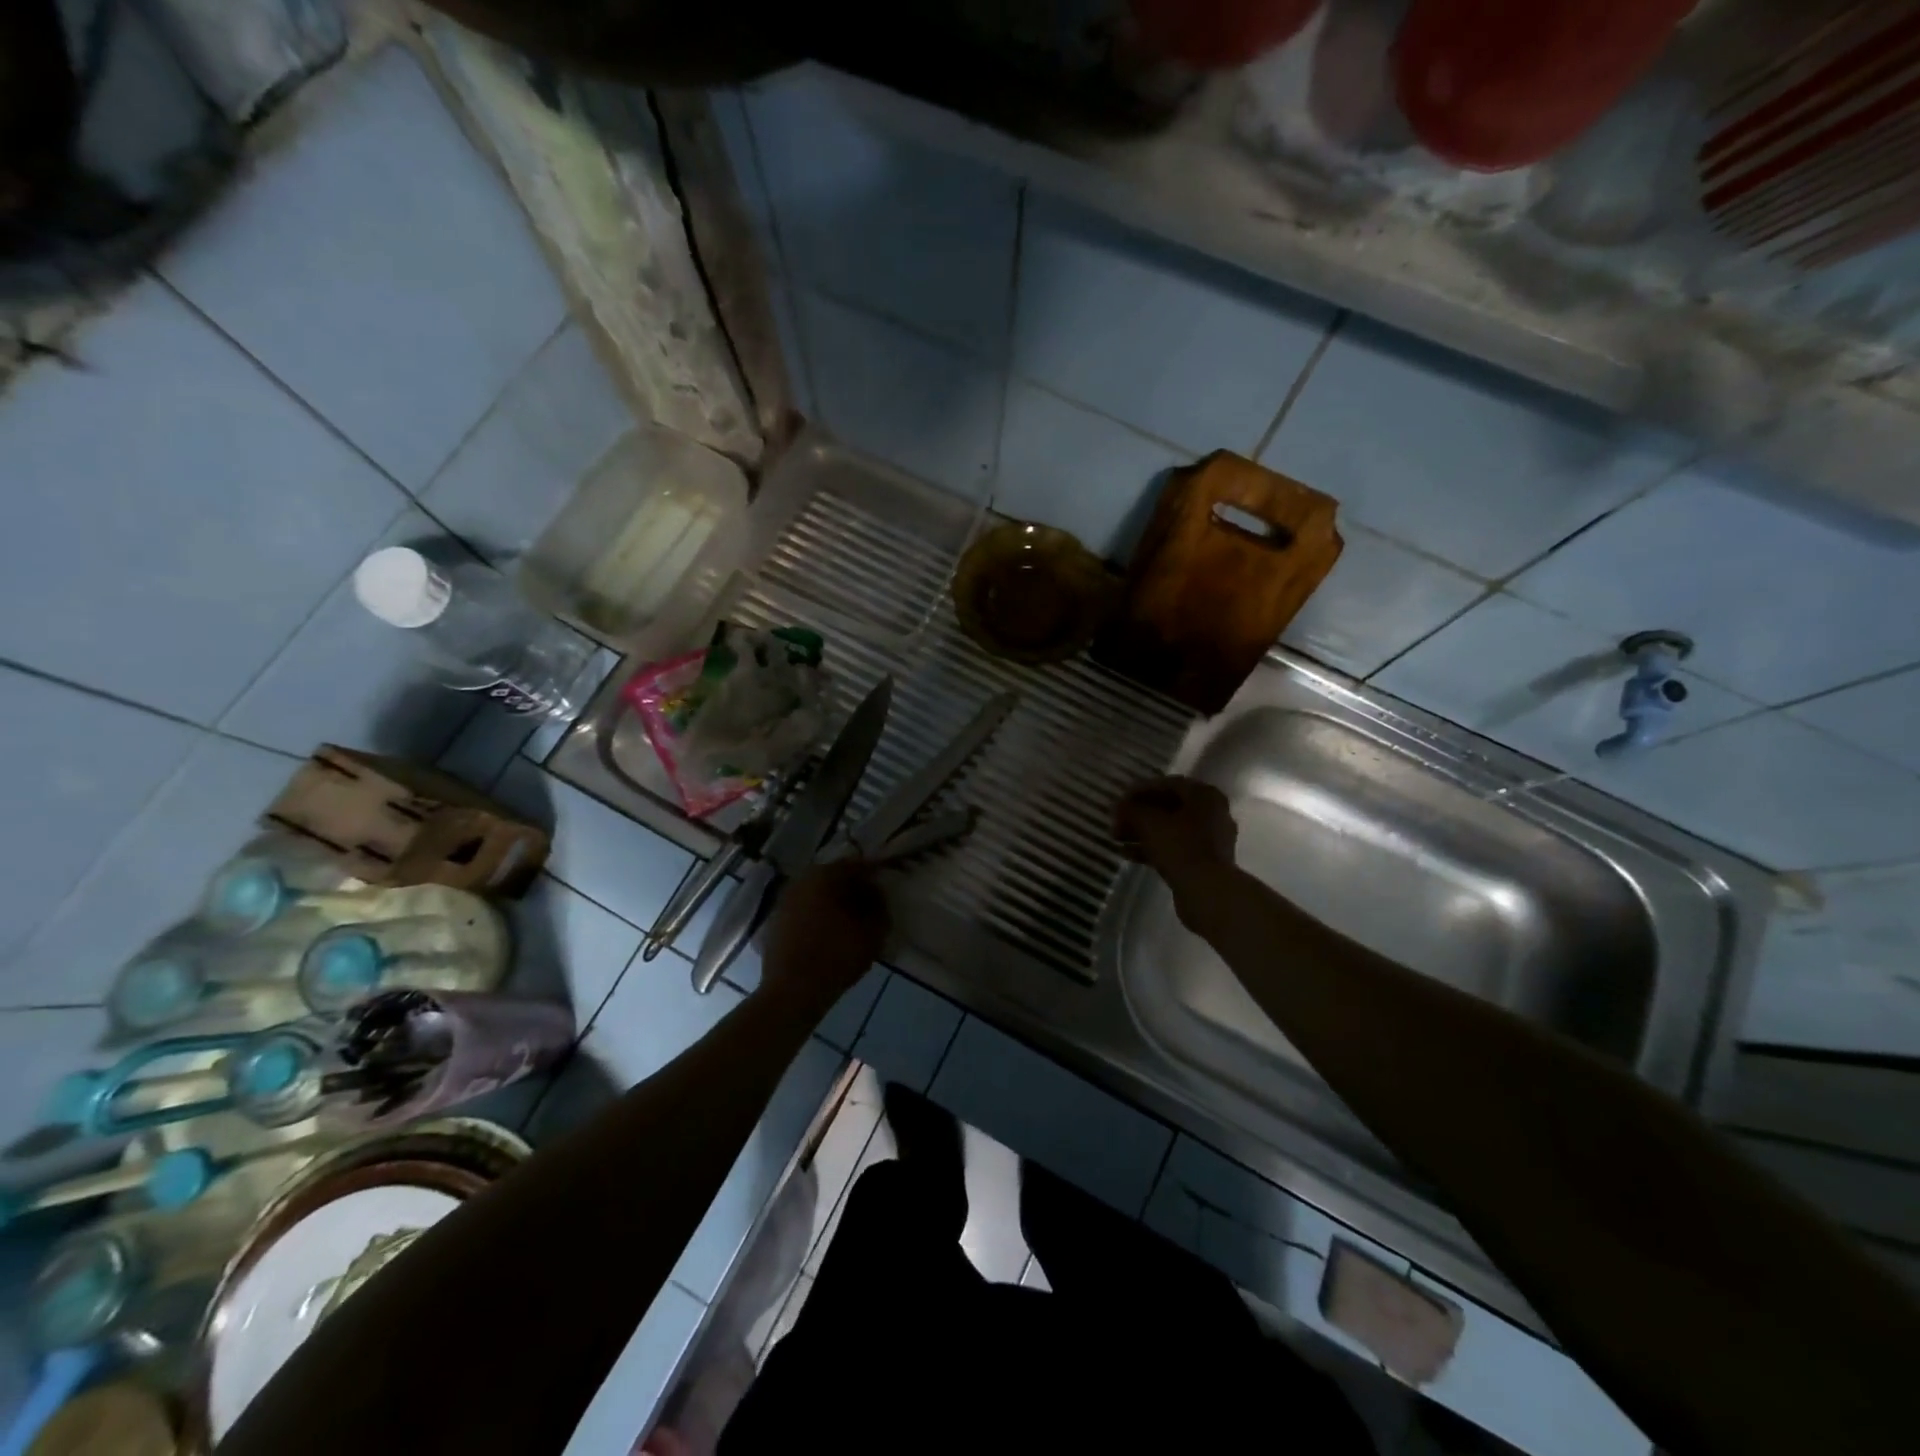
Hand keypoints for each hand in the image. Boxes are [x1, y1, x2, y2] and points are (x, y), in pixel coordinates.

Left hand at [759, 859, 889, 1004]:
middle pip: (833, 878)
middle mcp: (800, 881)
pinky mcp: (774, 922)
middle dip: (852, 890)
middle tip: (869, 909)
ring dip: (833, 905)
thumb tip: (877, 897)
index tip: (884, 894)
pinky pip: (802, 912)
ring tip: (849, 925)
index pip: (856, 866)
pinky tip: (827, 937)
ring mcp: (783, 901)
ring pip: (816, 895)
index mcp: (824, 875)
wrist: (791, 992)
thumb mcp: (873, 933)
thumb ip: (880, 909)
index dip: (873, 878)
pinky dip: (816, 918)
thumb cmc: (836, 956)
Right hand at [1114, 777, 1237, 889]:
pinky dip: (1153, 848)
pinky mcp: (1204, 862)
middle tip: (1116, 821)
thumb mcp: (1149, 823)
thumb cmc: (1180, 847)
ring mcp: (1210, 839)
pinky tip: (1127, 854)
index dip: (1140, 790)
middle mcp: (1212, 813)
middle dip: (1139, 814)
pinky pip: (1175, 847)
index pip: (1168, 784)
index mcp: (1205, 796)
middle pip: (1169, 807)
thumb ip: (1132, 809)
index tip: (1120, 800)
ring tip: (1116, 838)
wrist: (1207, 891)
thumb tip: (1119, 805)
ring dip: (1142, 832)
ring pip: (1170, 829)